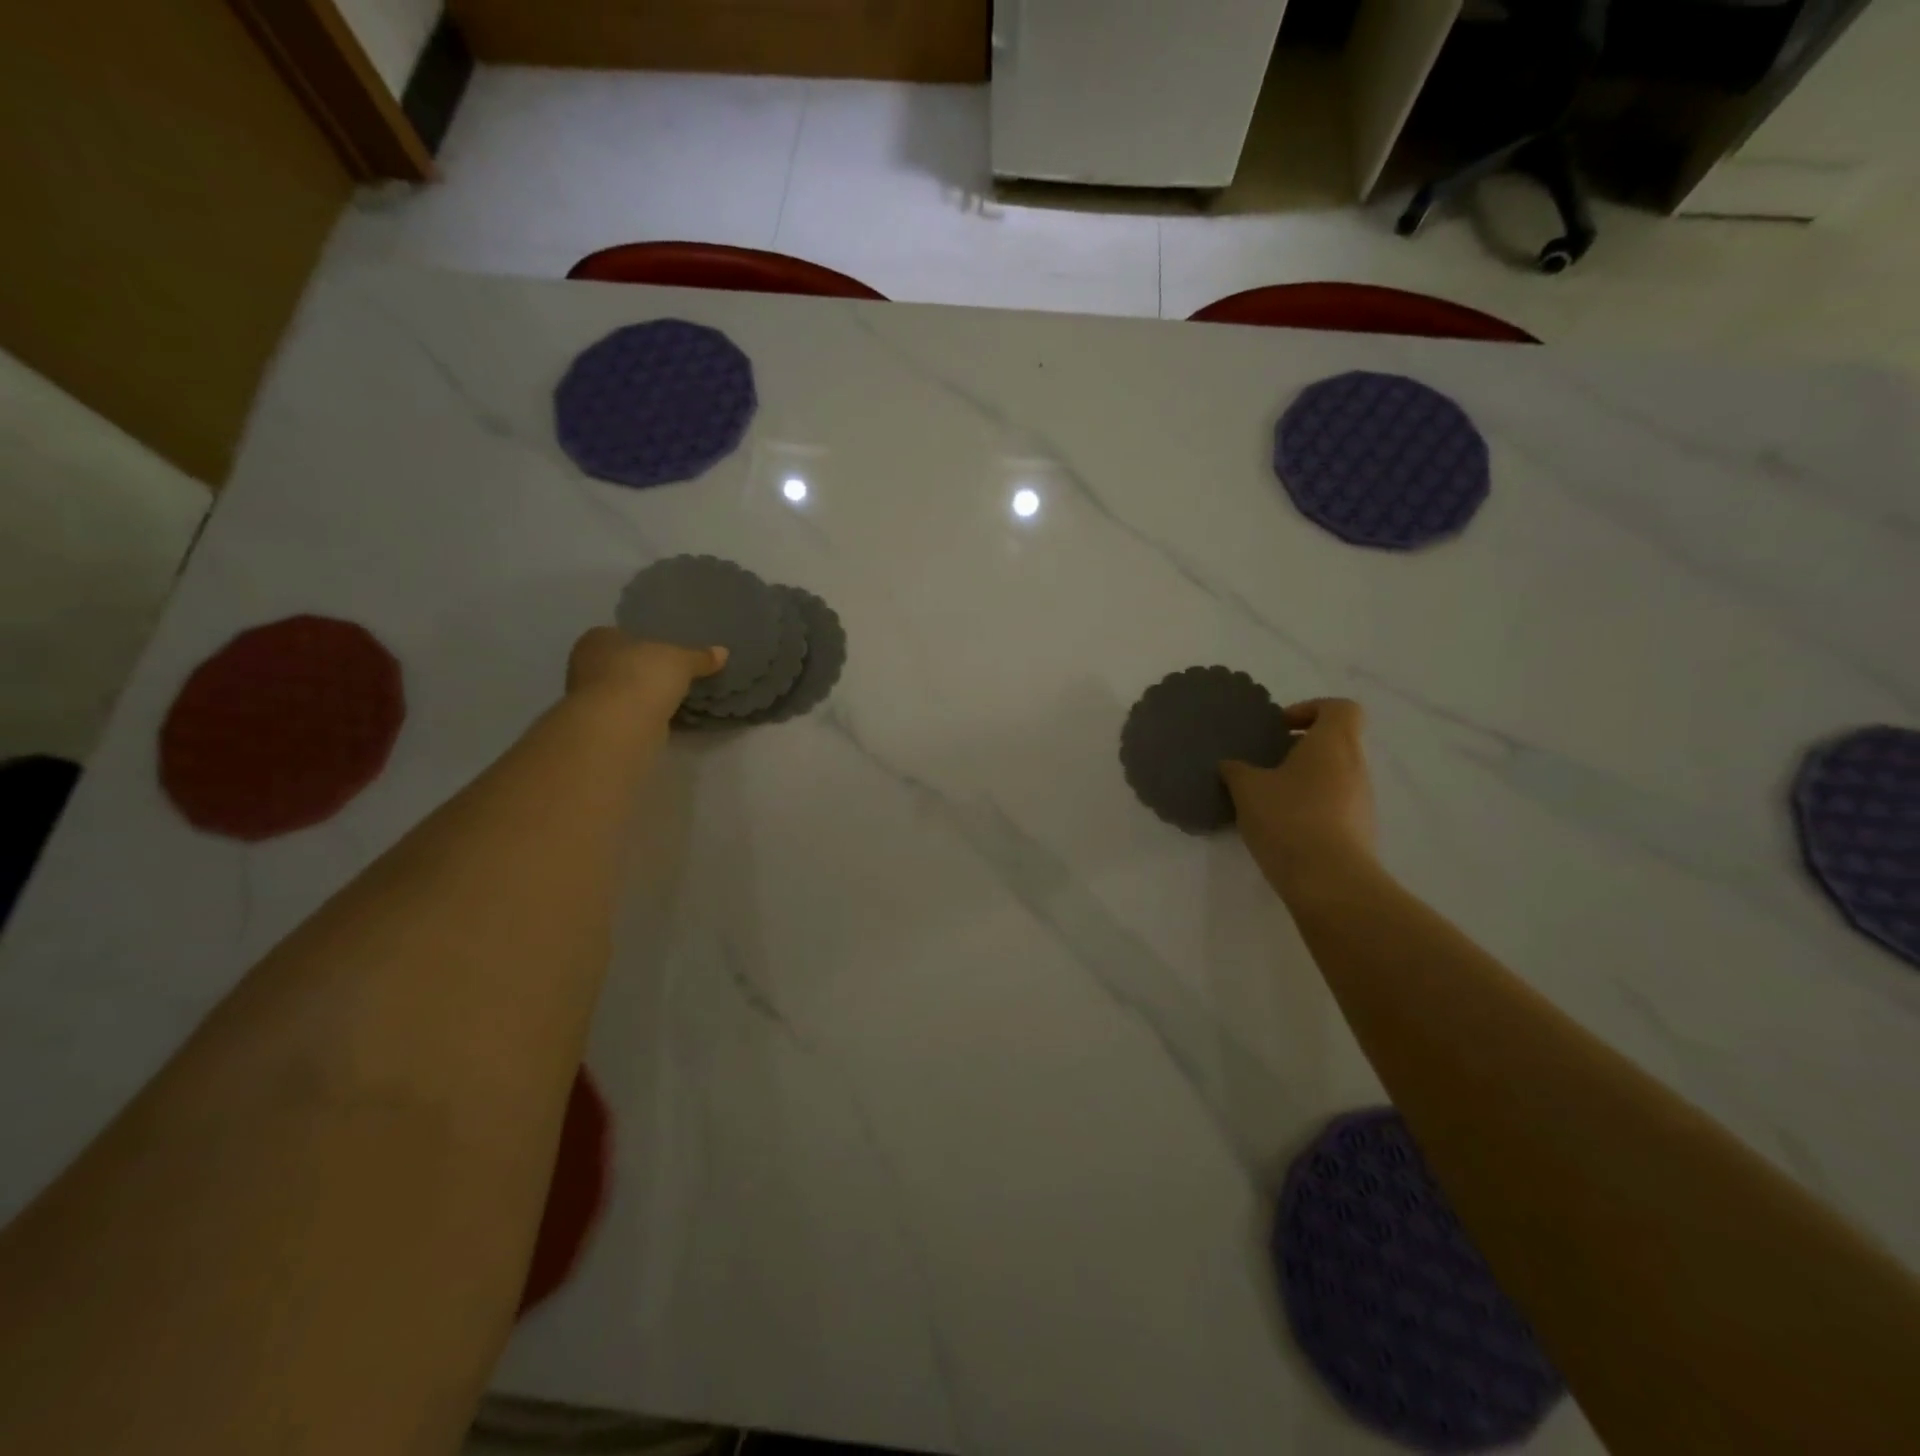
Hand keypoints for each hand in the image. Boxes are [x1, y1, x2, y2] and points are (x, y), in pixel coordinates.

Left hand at [566, 627, 726, 718]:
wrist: (620, 724)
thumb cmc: (643, 676)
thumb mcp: (681, 660)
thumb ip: (700, 657)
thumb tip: (723, 652)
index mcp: (598, 638)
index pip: (620, 634)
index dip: (643, 641)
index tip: (664, 651)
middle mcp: (585, 665)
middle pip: (620, 663)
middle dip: (642, 669)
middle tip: (672, 673)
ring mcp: (590, 698)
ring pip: (623, 690)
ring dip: (643, 694)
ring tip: (673, 696)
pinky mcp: (602, 725)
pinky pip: (629, 713)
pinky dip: (644, 714)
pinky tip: (665, 716)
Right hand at [1222, 698, 1375, 898]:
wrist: (1329, 882)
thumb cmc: (1289, 819)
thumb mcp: (1247, 789)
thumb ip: (1237, 770)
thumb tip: (1232, 765)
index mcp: (1333, 744)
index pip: (1339, 708)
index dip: (1310, 709)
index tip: (1280, 728)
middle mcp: (1356, 767)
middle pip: (1335, 742)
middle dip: (1300, 748)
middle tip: (1265, 763)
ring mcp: (1362, 801)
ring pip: (1334, 775)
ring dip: (1304, 779)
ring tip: (1267, 798)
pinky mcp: (1359, 831)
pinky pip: (1335, 805)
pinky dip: (1311, 807)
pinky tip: (1281, 827)